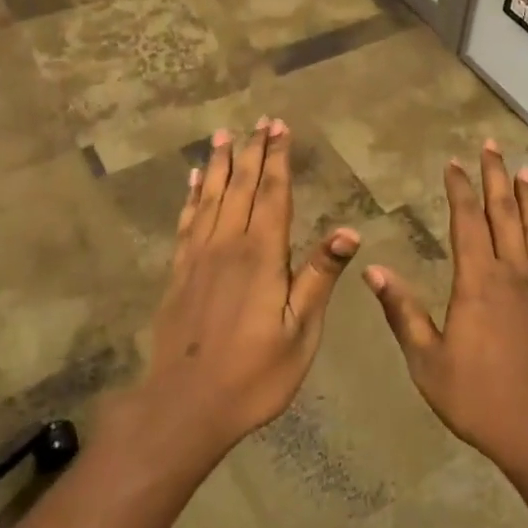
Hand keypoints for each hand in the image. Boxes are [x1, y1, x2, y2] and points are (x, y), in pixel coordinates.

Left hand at [136, 118, 359, 464]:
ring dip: (220, 164)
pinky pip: (187, 222)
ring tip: (224, 134)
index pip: (273, 195)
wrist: (185, 406)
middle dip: (252, 152)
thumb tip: (348, 231)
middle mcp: (227, 245)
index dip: (278, 159)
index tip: (279, 128)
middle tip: (259, 121)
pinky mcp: (179, 273)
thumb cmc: (254, 374)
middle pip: (242, 188)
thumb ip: (318, 278)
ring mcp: (198, 257)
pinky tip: (195, 181)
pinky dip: (192, 197)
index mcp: (262, 256)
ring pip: (211, 198)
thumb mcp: (300, 332)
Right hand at [362, 141, 527, 480]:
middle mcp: (513, 276)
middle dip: (496, 179)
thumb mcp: (427, 360)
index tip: (454, 162)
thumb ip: (402, 312)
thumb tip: (374, 270)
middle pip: (505, 216)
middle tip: (493, 146)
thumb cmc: (479, 399)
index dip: (460, 189)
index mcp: (477, 281)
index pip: (466, 222)